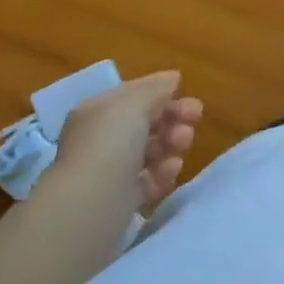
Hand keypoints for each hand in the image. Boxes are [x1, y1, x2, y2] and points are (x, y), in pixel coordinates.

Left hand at [55, 71, 202, 211]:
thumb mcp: (134, 103)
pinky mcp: (120, 201)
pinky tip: (171, 171)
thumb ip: (156, 88)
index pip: (134, 96)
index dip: (163, 95)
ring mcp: (110, 171)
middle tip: (194, 121)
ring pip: (150, 152)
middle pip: (145, 124)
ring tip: (181, 147)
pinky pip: (149, 180)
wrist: (90, 205)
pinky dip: (163, 173)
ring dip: (171, 145)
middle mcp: (100, 139)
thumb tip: (172, 78)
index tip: (191, 100)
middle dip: (173, 120)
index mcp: (97, 112)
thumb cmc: (110, 143)